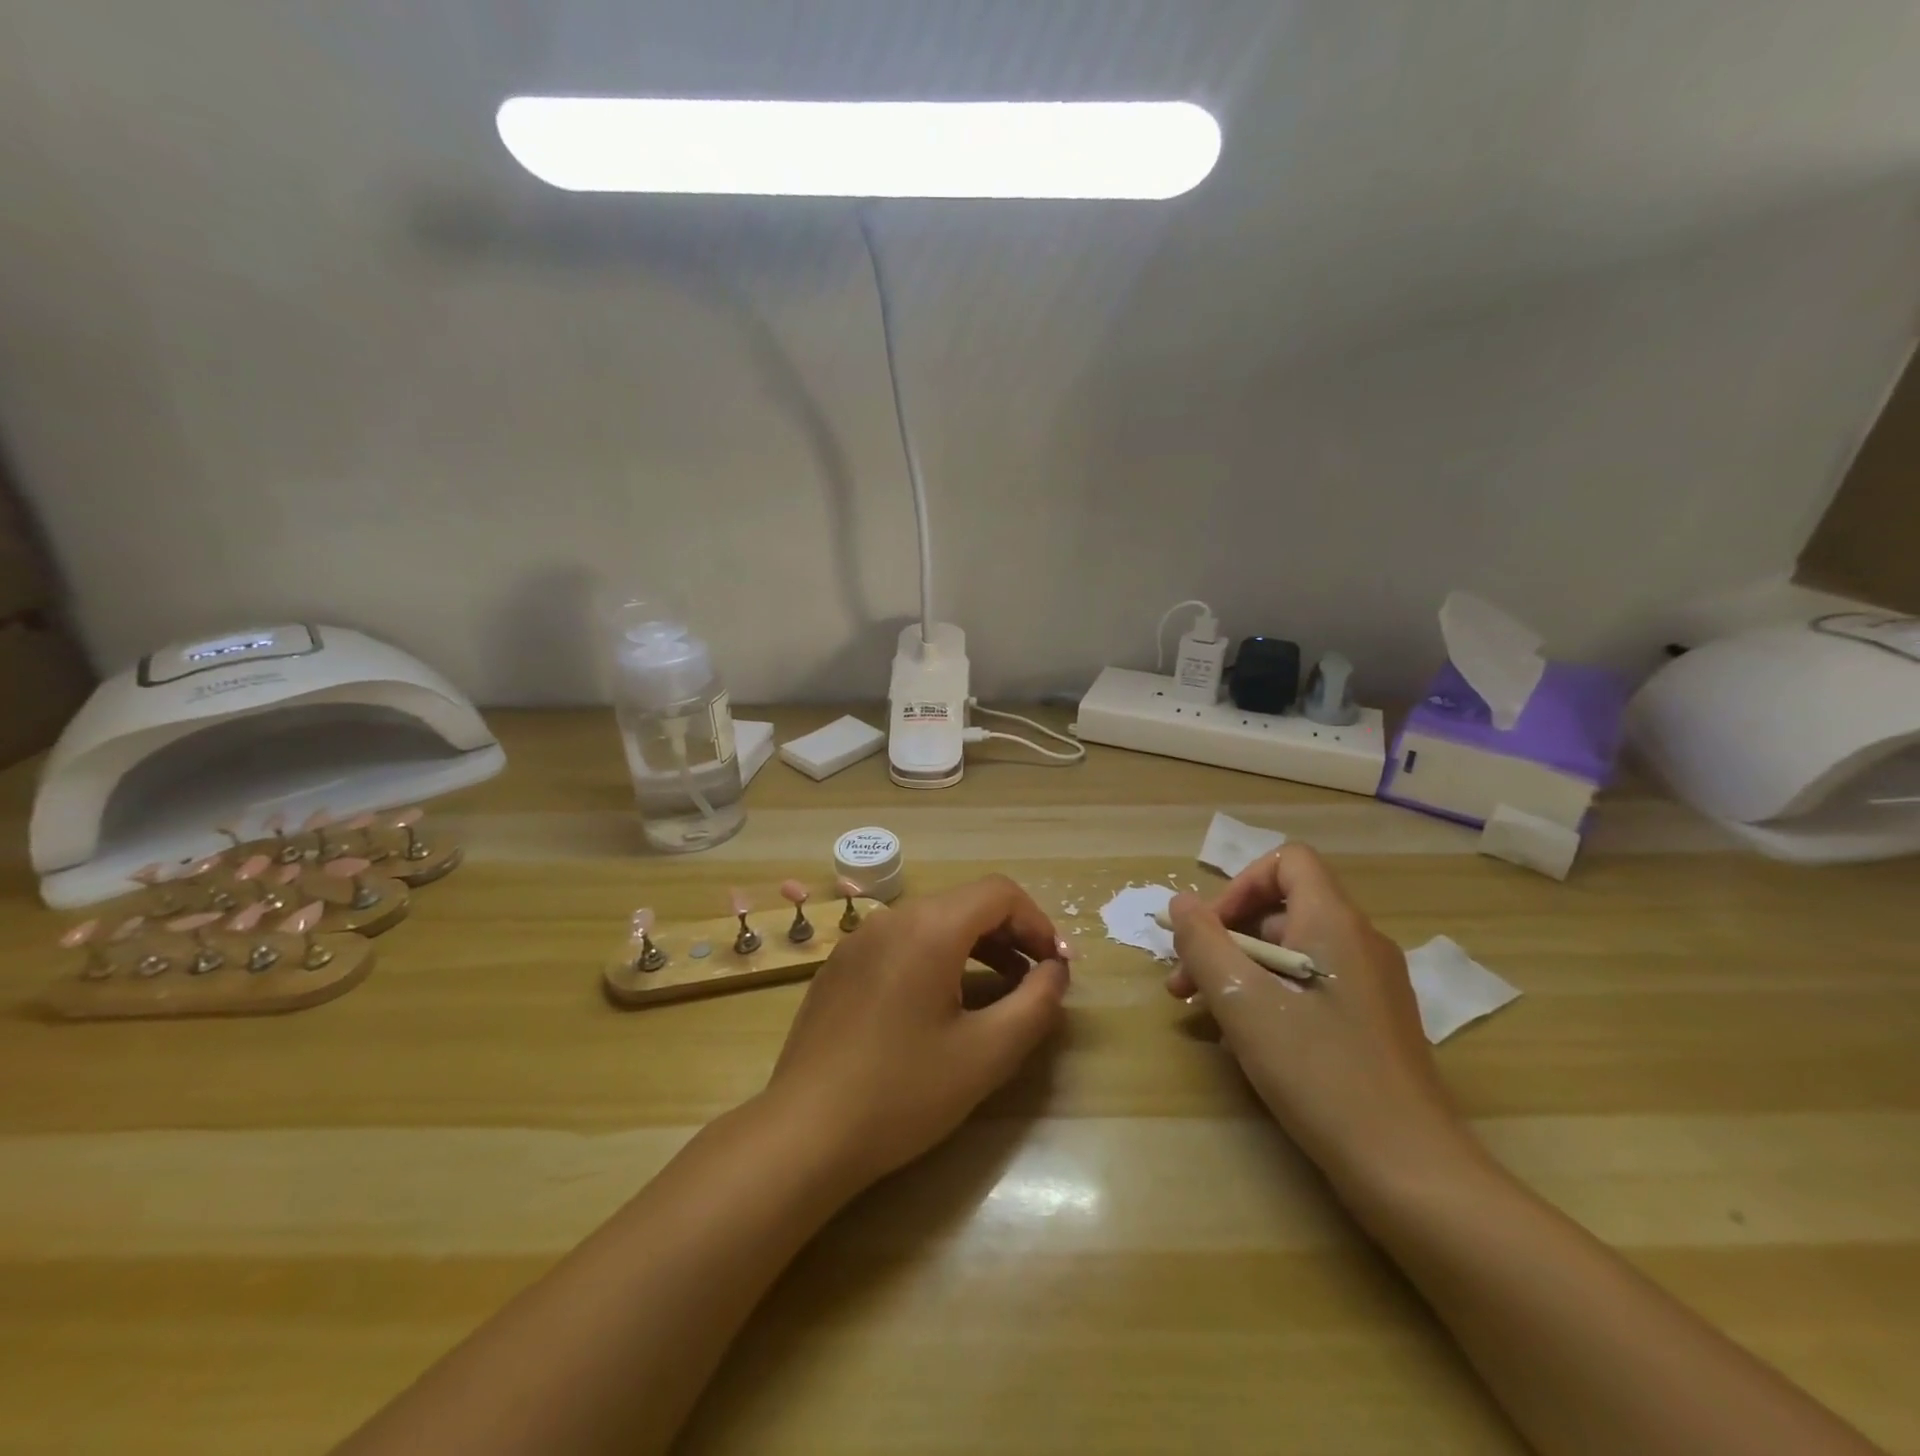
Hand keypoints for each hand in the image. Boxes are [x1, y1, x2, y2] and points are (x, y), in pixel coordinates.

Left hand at [766, 875, 1069, 1190]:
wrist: (804, 1133)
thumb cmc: (903, 1092)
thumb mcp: (987, 1053)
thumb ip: (1036, 1004)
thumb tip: (1056, 971)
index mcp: (929, 927)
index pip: (999, 893)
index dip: (1037, 923)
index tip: (1056, 967)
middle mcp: (891, 918)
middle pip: (966, 904)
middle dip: (1009, 936)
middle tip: (1035, 981)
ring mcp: (858, 940)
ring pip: (932, 923)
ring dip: (974, 947)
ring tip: (997, 994)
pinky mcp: (839, 966)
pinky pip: (900, 944)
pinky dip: (935, 958)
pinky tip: (938, 1007)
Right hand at [1166, 846, 1468, 1183]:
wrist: (1410, 1169)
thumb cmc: (1318, 1071)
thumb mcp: (1242, 1000)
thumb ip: (1203, 942)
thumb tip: (1181, 904)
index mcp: (1335, 922)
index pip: (1287, 862)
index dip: (1240, 884)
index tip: (1208, 931)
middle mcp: (1360, 942)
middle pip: (1282, 910)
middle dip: (1225, 938)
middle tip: (1184, 984)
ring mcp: (1372, 984)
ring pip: (1292, 952)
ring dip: (1240, 971)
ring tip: (1205, 1015)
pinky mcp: (1373, 1022)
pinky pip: (1311, 986)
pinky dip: (1271, 996)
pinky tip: (1246, 1040)